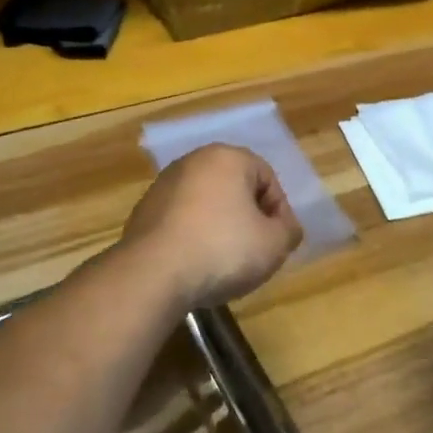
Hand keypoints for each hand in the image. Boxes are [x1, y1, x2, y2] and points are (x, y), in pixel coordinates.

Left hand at [120, 145, 303, 311]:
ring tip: (224, 261)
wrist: (152, 274)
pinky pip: (181, 219)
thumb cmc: (223, 250)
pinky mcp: (143, 210)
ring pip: (206, 203)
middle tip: (255, 250)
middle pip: (235, 187)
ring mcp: (164, 184)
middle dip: (248, 216)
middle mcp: (194, 161)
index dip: (279, 211)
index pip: (267, 178)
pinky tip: (195, 263)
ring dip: (220, 226)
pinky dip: (193, 236)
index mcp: (228, 157)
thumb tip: (286, 227)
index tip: (278, 242)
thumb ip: (289, 231)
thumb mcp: (274, 245)